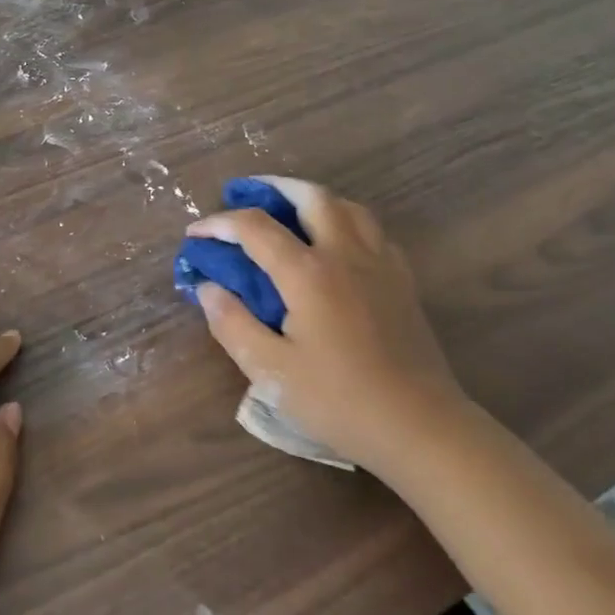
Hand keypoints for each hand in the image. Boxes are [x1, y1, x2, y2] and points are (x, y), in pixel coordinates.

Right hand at [186, 179, 472, 470]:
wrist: (419, 426)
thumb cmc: (339, 401)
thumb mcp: (271, 371)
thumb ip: (233, 324)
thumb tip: (208, 288)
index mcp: (309, 274)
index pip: (255, 228)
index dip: (219, 223)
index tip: (195, 234)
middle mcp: (346, 255)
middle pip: (311, 197)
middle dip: (273, 188)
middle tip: (245, 195)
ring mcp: (381, 264)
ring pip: (348, 207)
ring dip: (312, 199)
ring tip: (289, 212)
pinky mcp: (403, 281)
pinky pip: (372, 231)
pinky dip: (345, 222)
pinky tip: (335, 245)